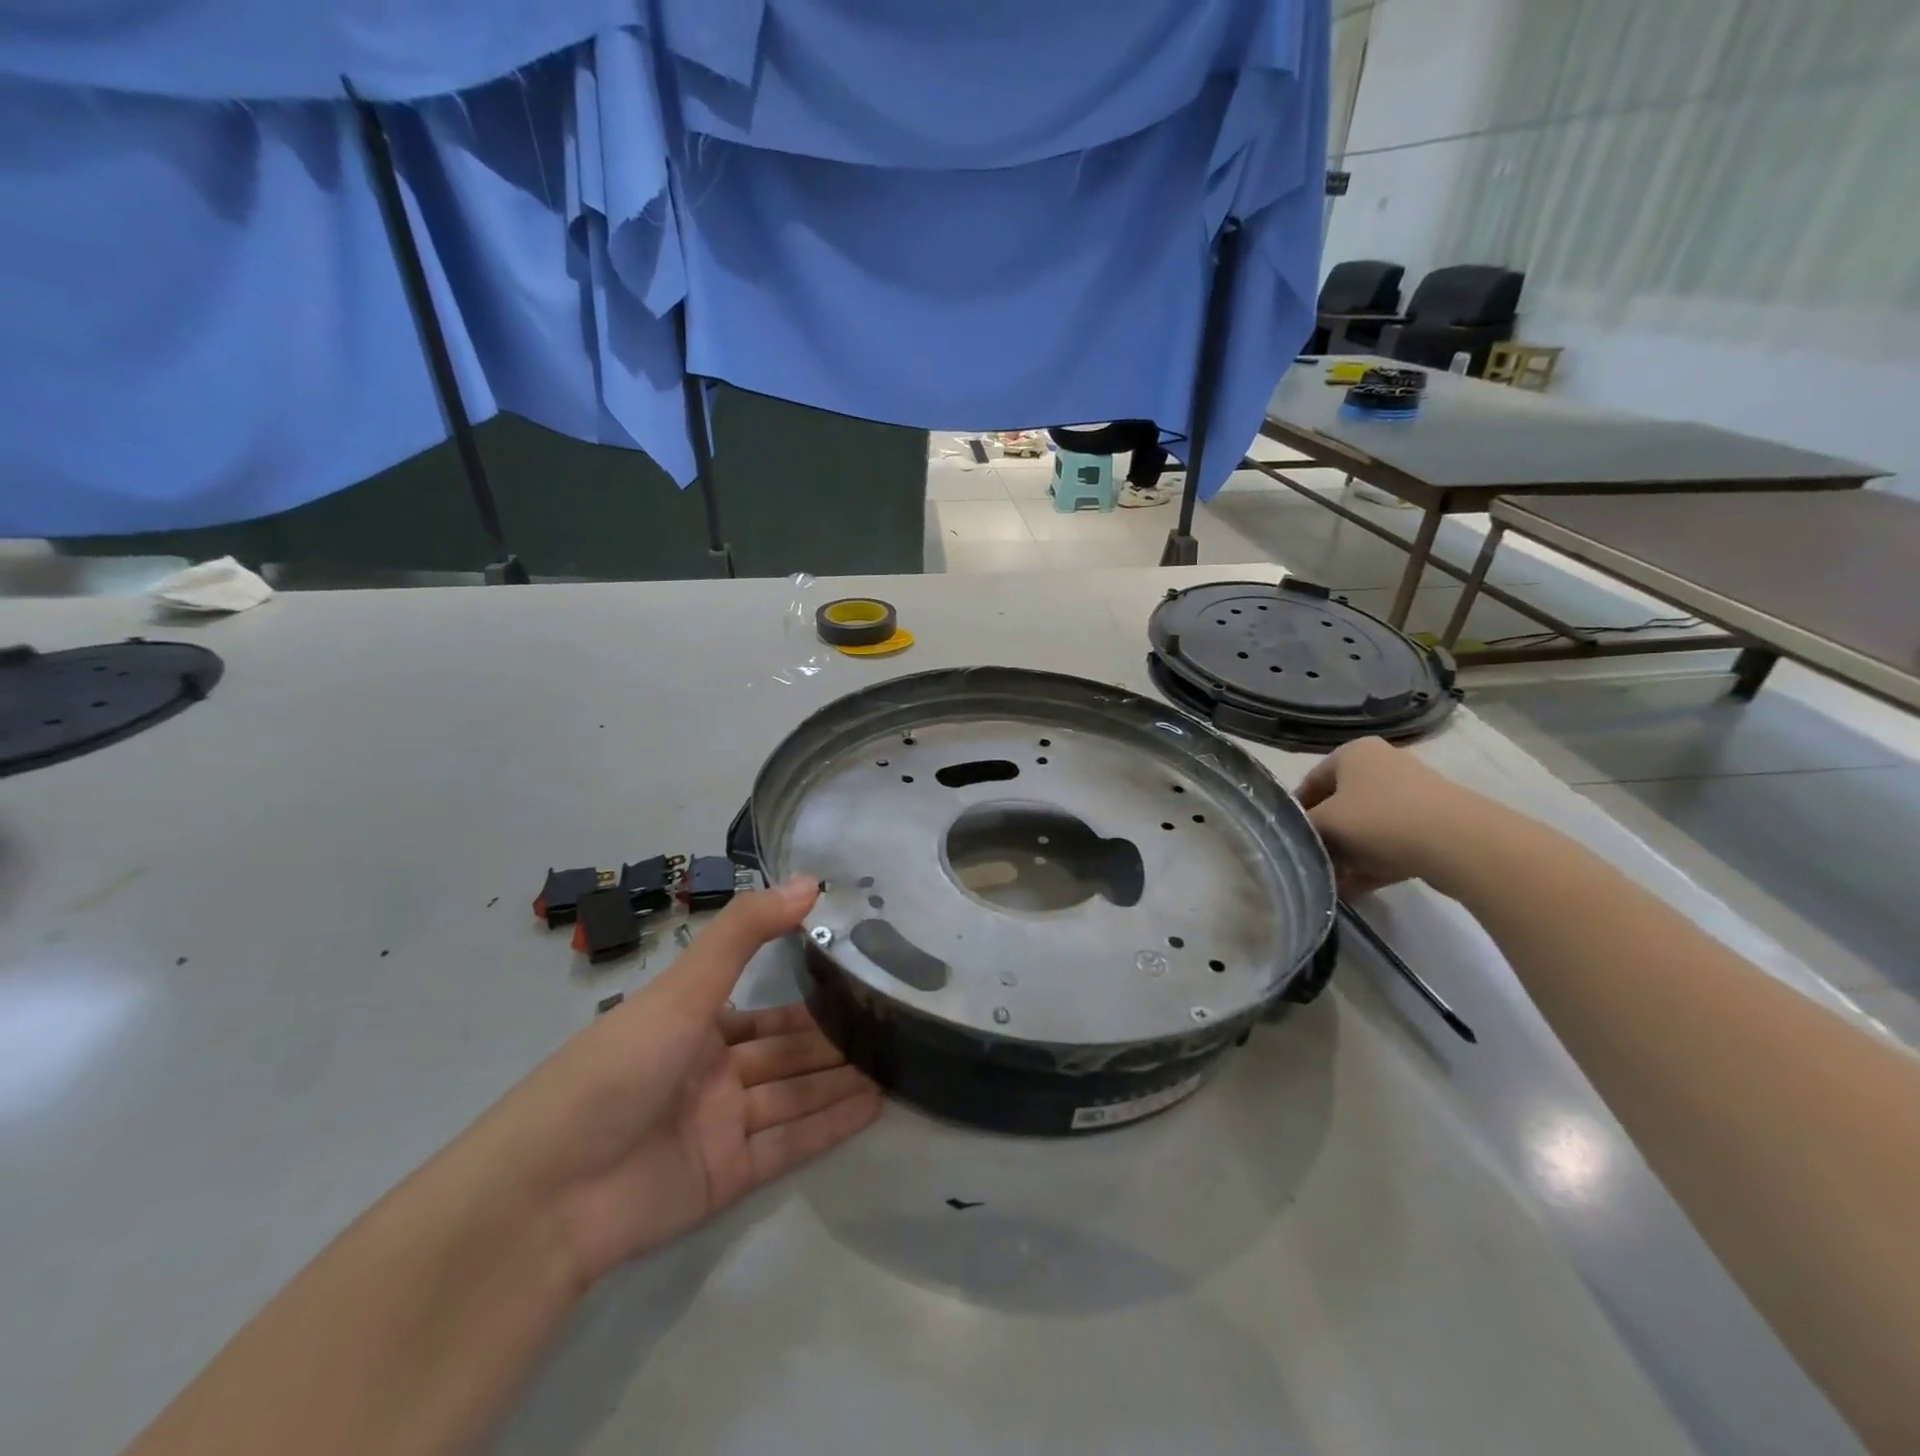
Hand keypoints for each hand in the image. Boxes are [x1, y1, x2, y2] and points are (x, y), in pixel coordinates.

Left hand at [469, 876, 880, 1288]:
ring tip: (898, 1063)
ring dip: (840, 1081)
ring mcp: (720, 1126)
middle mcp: (711, 1073)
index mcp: (693, 1026)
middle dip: (834, 1042)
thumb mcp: (682, 989)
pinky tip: (875, 1105)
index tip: (861, 983)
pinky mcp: (727, 1176)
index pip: (766, 1011)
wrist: (547, 1194)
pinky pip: (789, 1143)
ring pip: (794, 1096)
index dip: (811, 999)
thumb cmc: (617, 1069)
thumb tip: (810, 881)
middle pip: (786, 1054)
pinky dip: (830, 1125)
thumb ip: (746, 933)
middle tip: (894, 1026)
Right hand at [1295, 737, 1484, 898]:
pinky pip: (1392, 844)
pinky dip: (1373, 863)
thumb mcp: (1325, 823)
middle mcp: (1382, 765)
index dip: (1295, 812)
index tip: (1286, 840)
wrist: (1459, 843)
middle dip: (1324, 837)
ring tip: (1331, 883)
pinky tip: (1355, 891)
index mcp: (1354, 753)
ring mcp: (1412, 794)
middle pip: (1340, 805)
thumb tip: (1296, 839)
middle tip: (1310, 863)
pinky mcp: (1434, 824)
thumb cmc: (1379, 819)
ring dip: (1347, 855)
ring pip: (1366, 827)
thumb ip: (1303, 829)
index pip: (1310, 781)